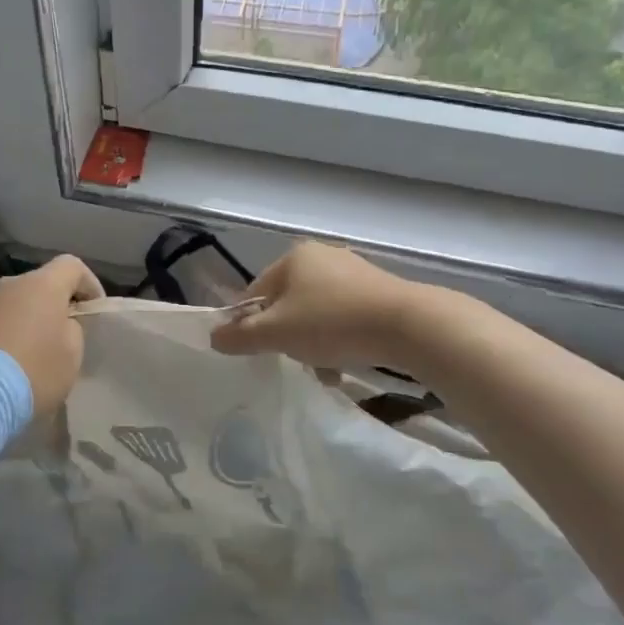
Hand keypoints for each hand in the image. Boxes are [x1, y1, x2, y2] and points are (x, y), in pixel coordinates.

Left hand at [0, 255, 102, 413]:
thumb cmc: (33, 371)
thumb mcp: (71, 355)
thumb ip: (72, 330)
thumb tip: (59, 324)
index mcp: (42, 285)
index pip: (72, 266)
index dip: (88, 284)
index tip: (92, 310)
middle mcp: (8, 285)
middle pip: (37, 287)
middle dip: (50, 308)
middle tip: (58, 340)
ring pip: (8, 307)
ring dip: (20, 324)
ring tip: (24, 359)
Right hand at [211, 242, 434, 372]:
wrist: (409, 326)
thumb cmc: (333, 323)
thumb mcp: (277, 333)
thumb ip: (241, 336)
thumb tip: (213, 337)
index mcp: (293, 257)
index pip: (255, 292)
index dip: (251, 324)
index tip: (259, 352)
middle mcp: (322, 256)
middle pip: (287, 303)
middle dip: (286, 335)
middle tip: (293, 359)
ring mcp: (354, 271)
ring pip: (317, 312)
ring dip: (314, 341)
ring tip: (323, 369)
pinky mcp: (380, 291)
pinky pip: (345, 316)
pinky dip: (340, 338)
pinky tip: (347, 361)